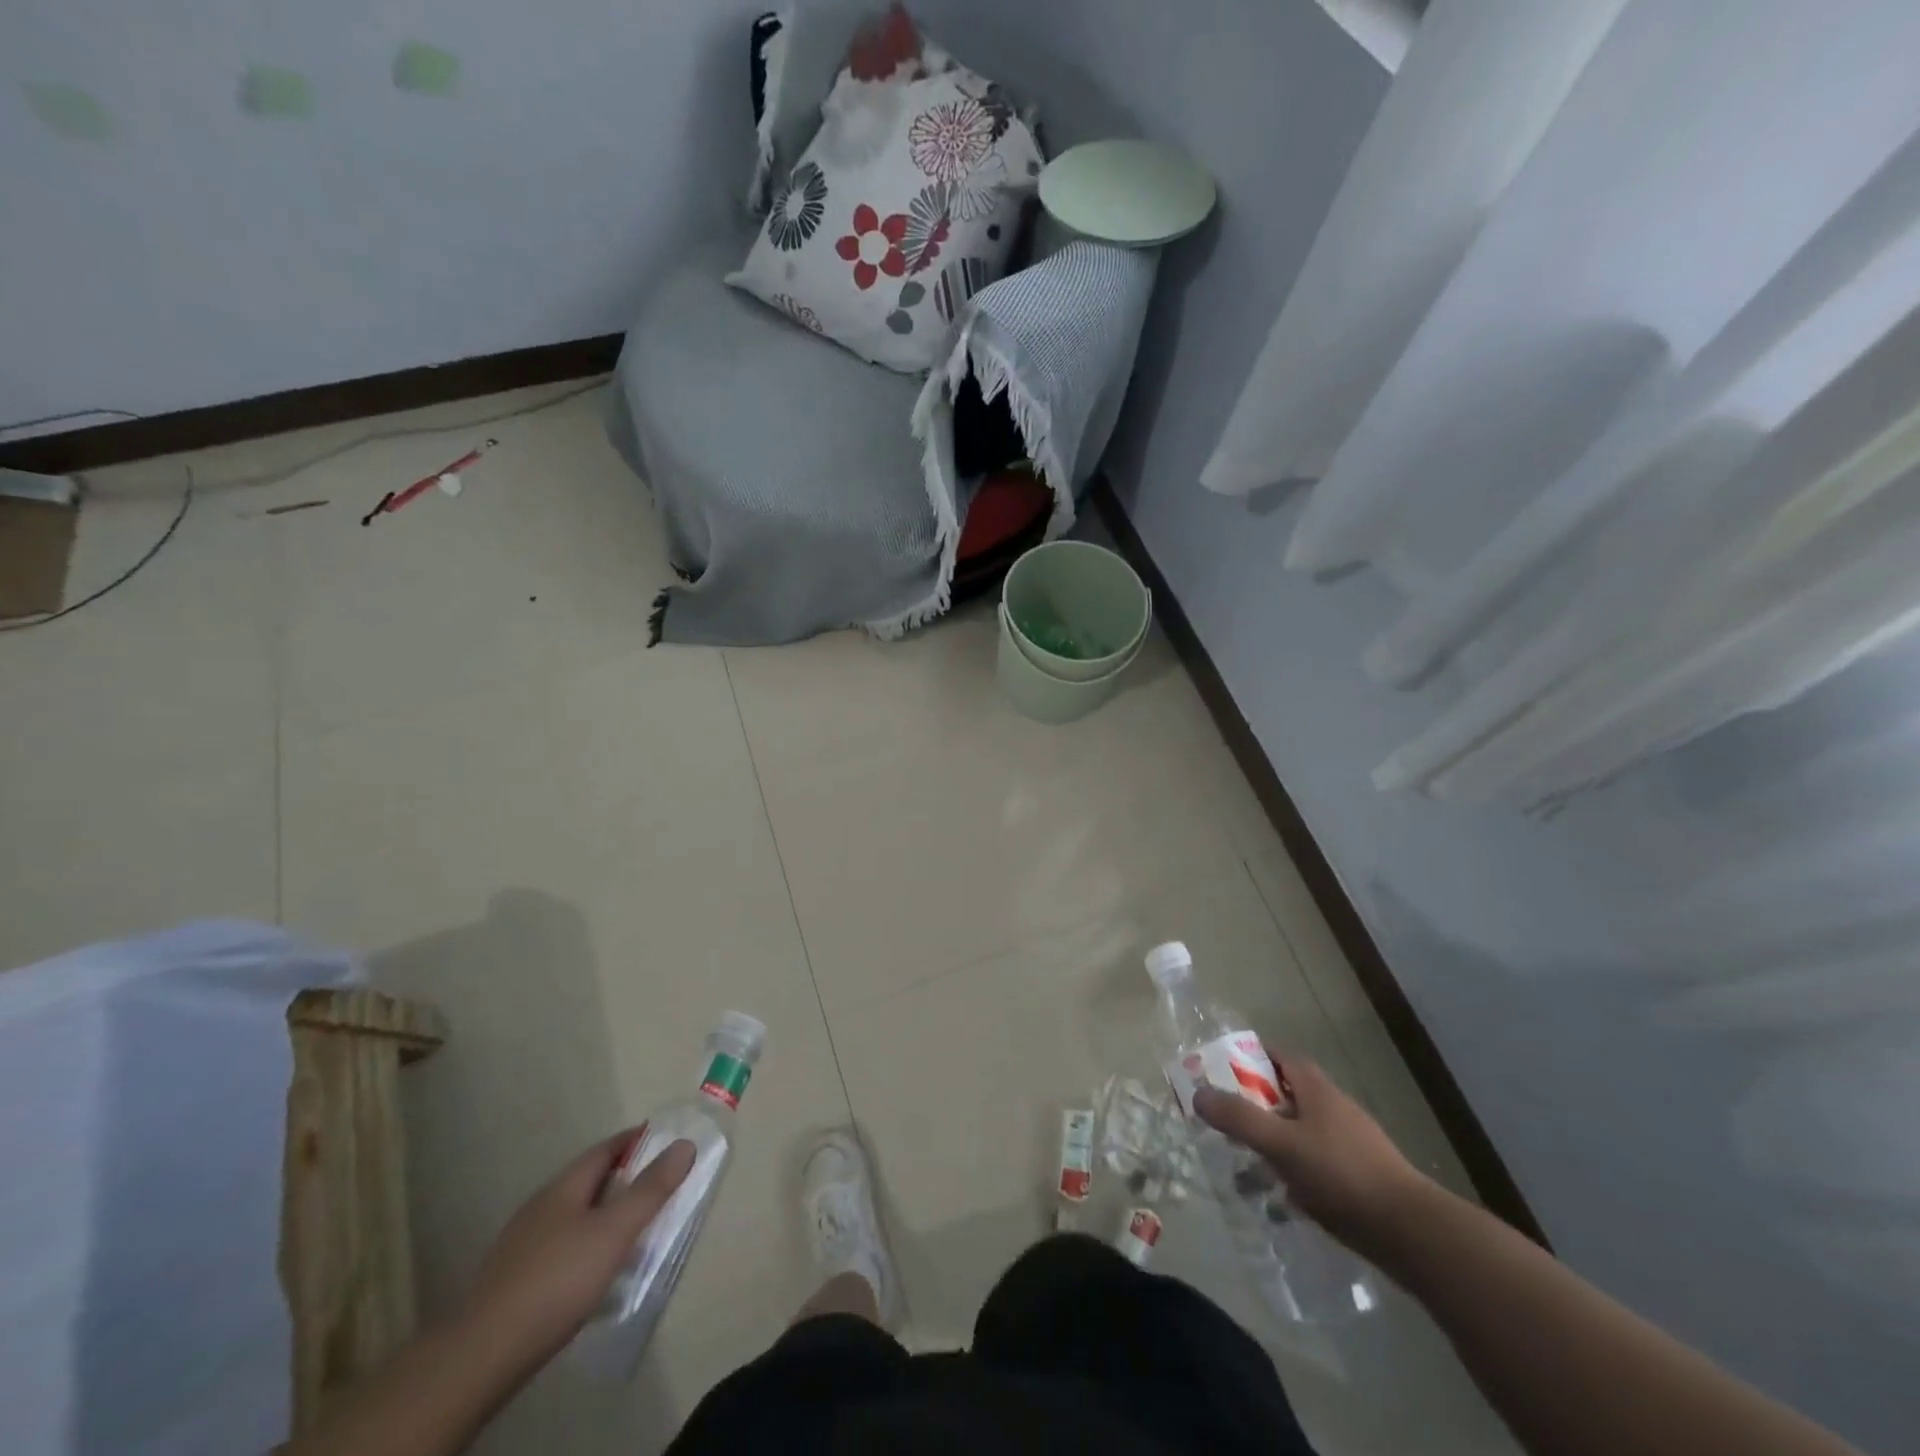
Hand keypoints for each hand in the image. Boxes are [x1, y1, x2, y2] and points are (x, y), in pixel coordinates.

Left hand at [461, 1129, 695, 1369]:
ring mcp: (522, 1244)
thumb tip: (684, 1145)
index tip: (665, 1140)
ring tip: (631, 1228)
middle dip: (622, 1178)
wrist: (482, 1354)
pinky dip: (584, 1244)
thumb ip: (651, 1189)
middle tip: (657, 1185)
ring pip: (573, 1215)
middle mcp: (540, 1206)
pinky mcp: (513, 1280)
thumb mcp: (615, 1231)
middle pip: (588, 1180)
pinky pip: (560, 1246)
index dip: (636, 1140)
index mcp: (564, 1187)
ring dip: (603, 1213)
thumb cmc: (558, 1280)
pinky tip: (593, 1269)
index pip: (605, 1149)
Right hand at [1194, 1059, 1428, 1257]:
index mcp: (1317, 1089)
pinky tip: (1283, 1198)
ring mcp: (1351, 1143)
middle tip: (1227, 1122)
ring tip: (1246, 1166)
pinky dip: (1295, 1171)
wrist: (1412, 1233)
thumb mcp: (1282, 1144)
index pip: (1279, 1057)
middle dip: (1256, 1106)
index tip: (1221, 1073)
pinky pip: (1316, 1164)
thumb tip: (1197, 1094)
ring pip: (1301, 1132)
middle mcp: (1334, 1108)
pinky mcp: (1360, 1177)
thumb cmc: (1342, 1175)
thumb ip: (1239, 1119)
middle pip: (1287, 1094)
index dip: (1250, 1059)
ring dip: (1274, 1143)